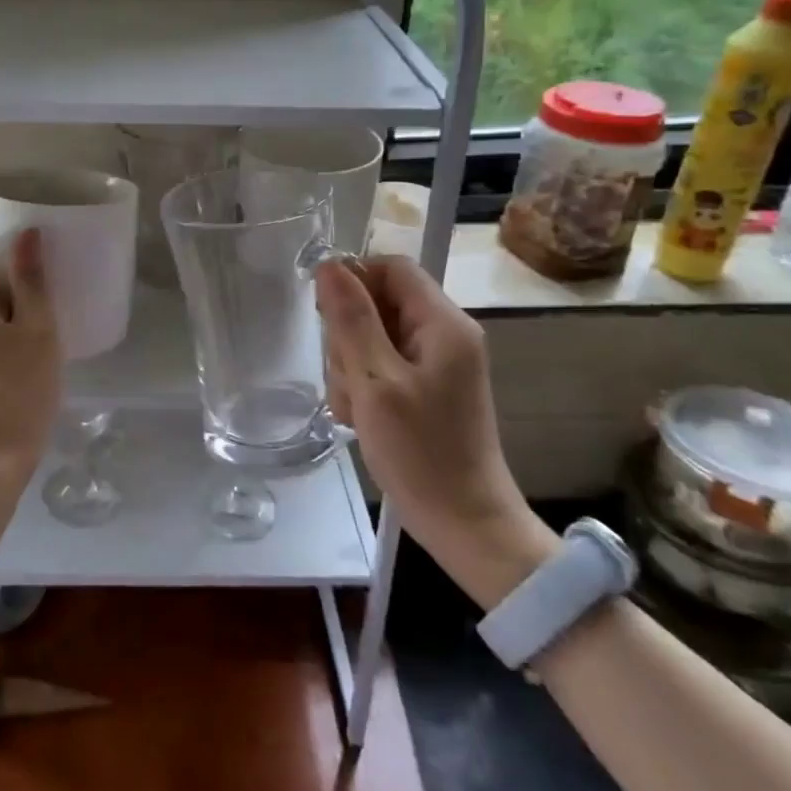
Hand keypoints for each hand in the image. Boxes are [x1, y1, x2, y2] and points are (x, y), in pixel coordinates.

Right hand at [315, 256, 557, 605]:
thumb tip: (329, 265)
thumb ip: (351, 319)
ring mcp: (436, 363)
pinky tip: (362, 418)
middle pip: (379, 303)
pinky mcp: (425, 388)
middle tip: (348, 380)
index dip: (354, 279)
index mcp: (443, 323)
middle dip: (349, 336)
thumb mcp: (376, 382)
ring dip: (352, 367)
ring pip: (372, 337)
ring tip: (357, 409)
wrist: (464, 524)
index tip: (326, 315)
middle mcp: (444, 334)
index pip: (392, 267)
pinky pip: (381, 366)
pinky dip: (364, 386)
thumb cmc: (421, 453)